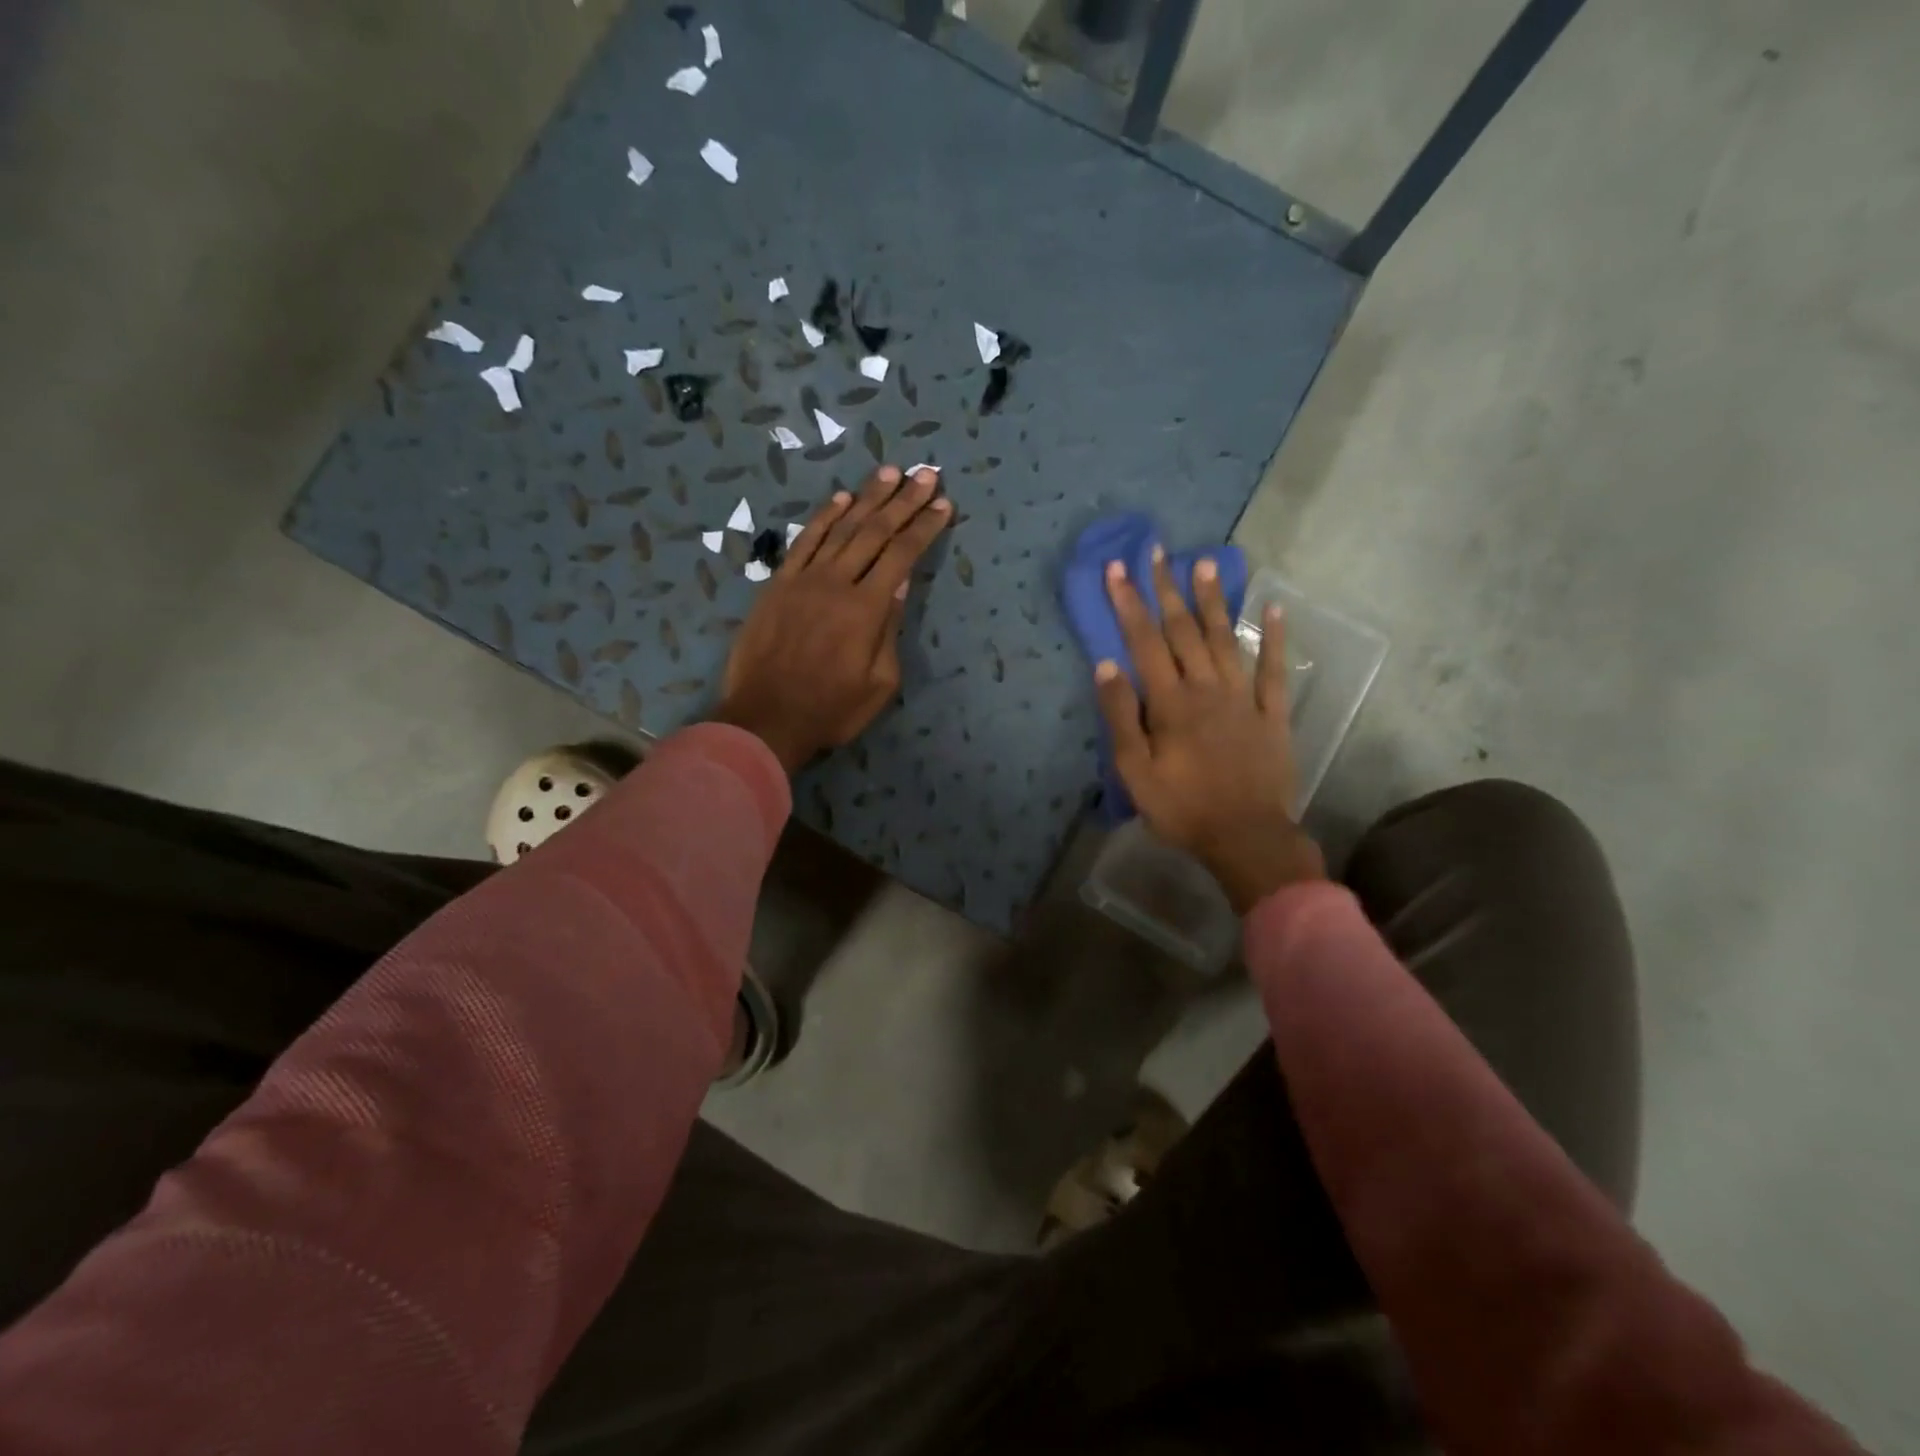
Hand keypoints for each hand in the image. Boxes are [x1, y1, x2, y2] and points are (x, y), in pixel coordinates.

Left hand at [715, 466, 950, 772]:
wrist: (765, 719)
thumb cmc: (830, 710)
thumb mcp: (879, 683)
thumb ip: (891, 630)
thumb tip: (901, 584)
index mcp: (866, 609)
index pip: (902, 555)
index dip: (924, 526)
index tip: (944, 503)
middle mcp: (836, 582)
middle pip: (875, 531)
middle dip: (904, 501)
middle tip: (926, 474)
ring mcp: (803, 579)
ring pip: (840, 528)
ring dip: (867, 497)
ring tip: (890, 472)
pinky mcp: (778, 584)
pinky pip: (804, 541)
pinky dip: (823, 517)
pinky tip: (841, 498)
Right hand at [1095, 549, 1324, 912]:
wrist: (1246, 838)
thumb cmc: (1182, 808)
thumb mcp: (1135, 771)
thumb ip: (1121, 717)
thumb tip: (1106, 666)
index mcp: (1170, 702)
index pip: (1145, 642)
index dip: (1130, 603)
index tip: (1118, 569)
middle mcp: (1206, 688)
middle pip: (1183, 631)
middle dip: (1167, 589)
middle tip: (1158, 551)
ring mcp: (1243, 698)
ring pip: (1224, 640)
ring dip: (1213, 601)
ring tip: (1205, 563)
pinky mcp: (1271, 714)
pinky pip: (1273, 670)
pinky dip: (1275, 638)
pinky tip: (1275, 608)